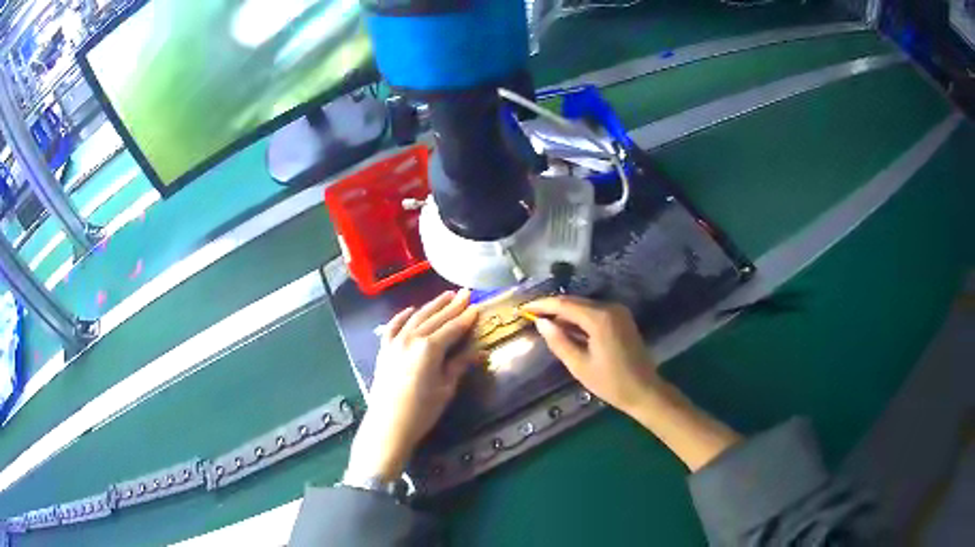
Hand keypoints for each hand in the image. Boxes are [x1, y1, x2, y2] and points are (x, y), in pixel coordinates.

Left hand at [346, 290, 478, 480]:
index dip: (466, 317)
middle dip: (452, 305)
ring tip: (445, 296)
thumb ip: (459, 365)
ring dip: (432, 306)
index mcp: (430, 348)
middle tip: (465, 293)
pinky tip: (411, 310)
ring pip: (416, 317)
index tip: (477, 306)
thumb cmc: (422, 411)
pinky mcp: (384, 349)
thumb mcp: (446, 388)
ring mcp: (395, 342)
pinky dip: (403, 316)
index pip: (453, 327)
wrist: (388, 424)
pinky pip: (394, 326)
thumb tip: (480, 351)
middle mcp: (412, 338)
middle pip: (435, 318)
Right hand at [524, 296, 740, 470]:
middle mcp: (610, 308)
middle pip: (575, 302)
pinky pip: (595, 313)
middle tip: (530, 315)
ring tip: (544, 322)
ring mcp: (618, 312)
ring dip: (565, 313)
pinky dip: (579, 318)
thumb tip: (541, 323)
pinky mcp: (622, 319)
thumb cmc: (611, 382)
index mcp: (599, 318)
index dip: (542, 305)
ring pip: (585, 307)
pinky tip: (566, 328)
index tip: (523, 309)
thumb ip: (559, 341)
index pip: (564, 304)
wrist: (645, 391)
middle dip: (552, 307)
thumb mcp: (579, 365)